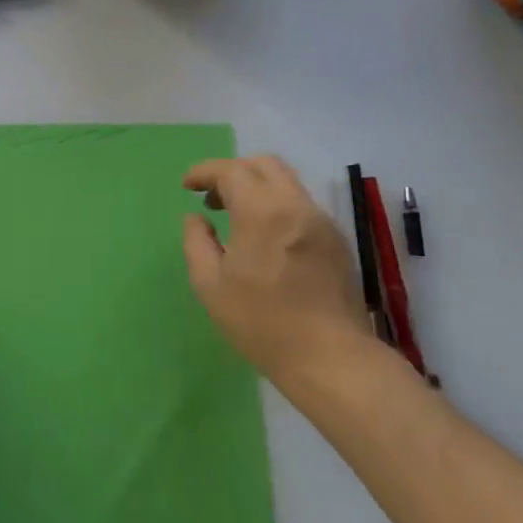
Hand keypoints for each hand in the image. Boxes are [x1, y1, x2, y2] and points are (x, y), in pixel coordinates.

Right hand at [180, 154, 373, 384]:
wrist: (330, 358)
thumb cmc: (261, 322)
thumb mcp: (210, 285)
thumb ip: (197, 242)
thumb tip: (196, 219)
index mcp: (263, 214)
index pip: (231, 171)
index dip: (204, 172)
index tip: (186, 186)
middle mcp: (297, 207)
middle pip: (264, 165)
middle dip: (232, 171)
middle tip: (211, 197)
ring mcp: (322, 222)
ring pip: (286, 182)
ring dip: (255, 187)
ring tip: (234, 217)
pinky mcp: (335, 240)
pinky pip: (300, 205)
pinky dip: (275, 205)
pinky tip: (263, 237)